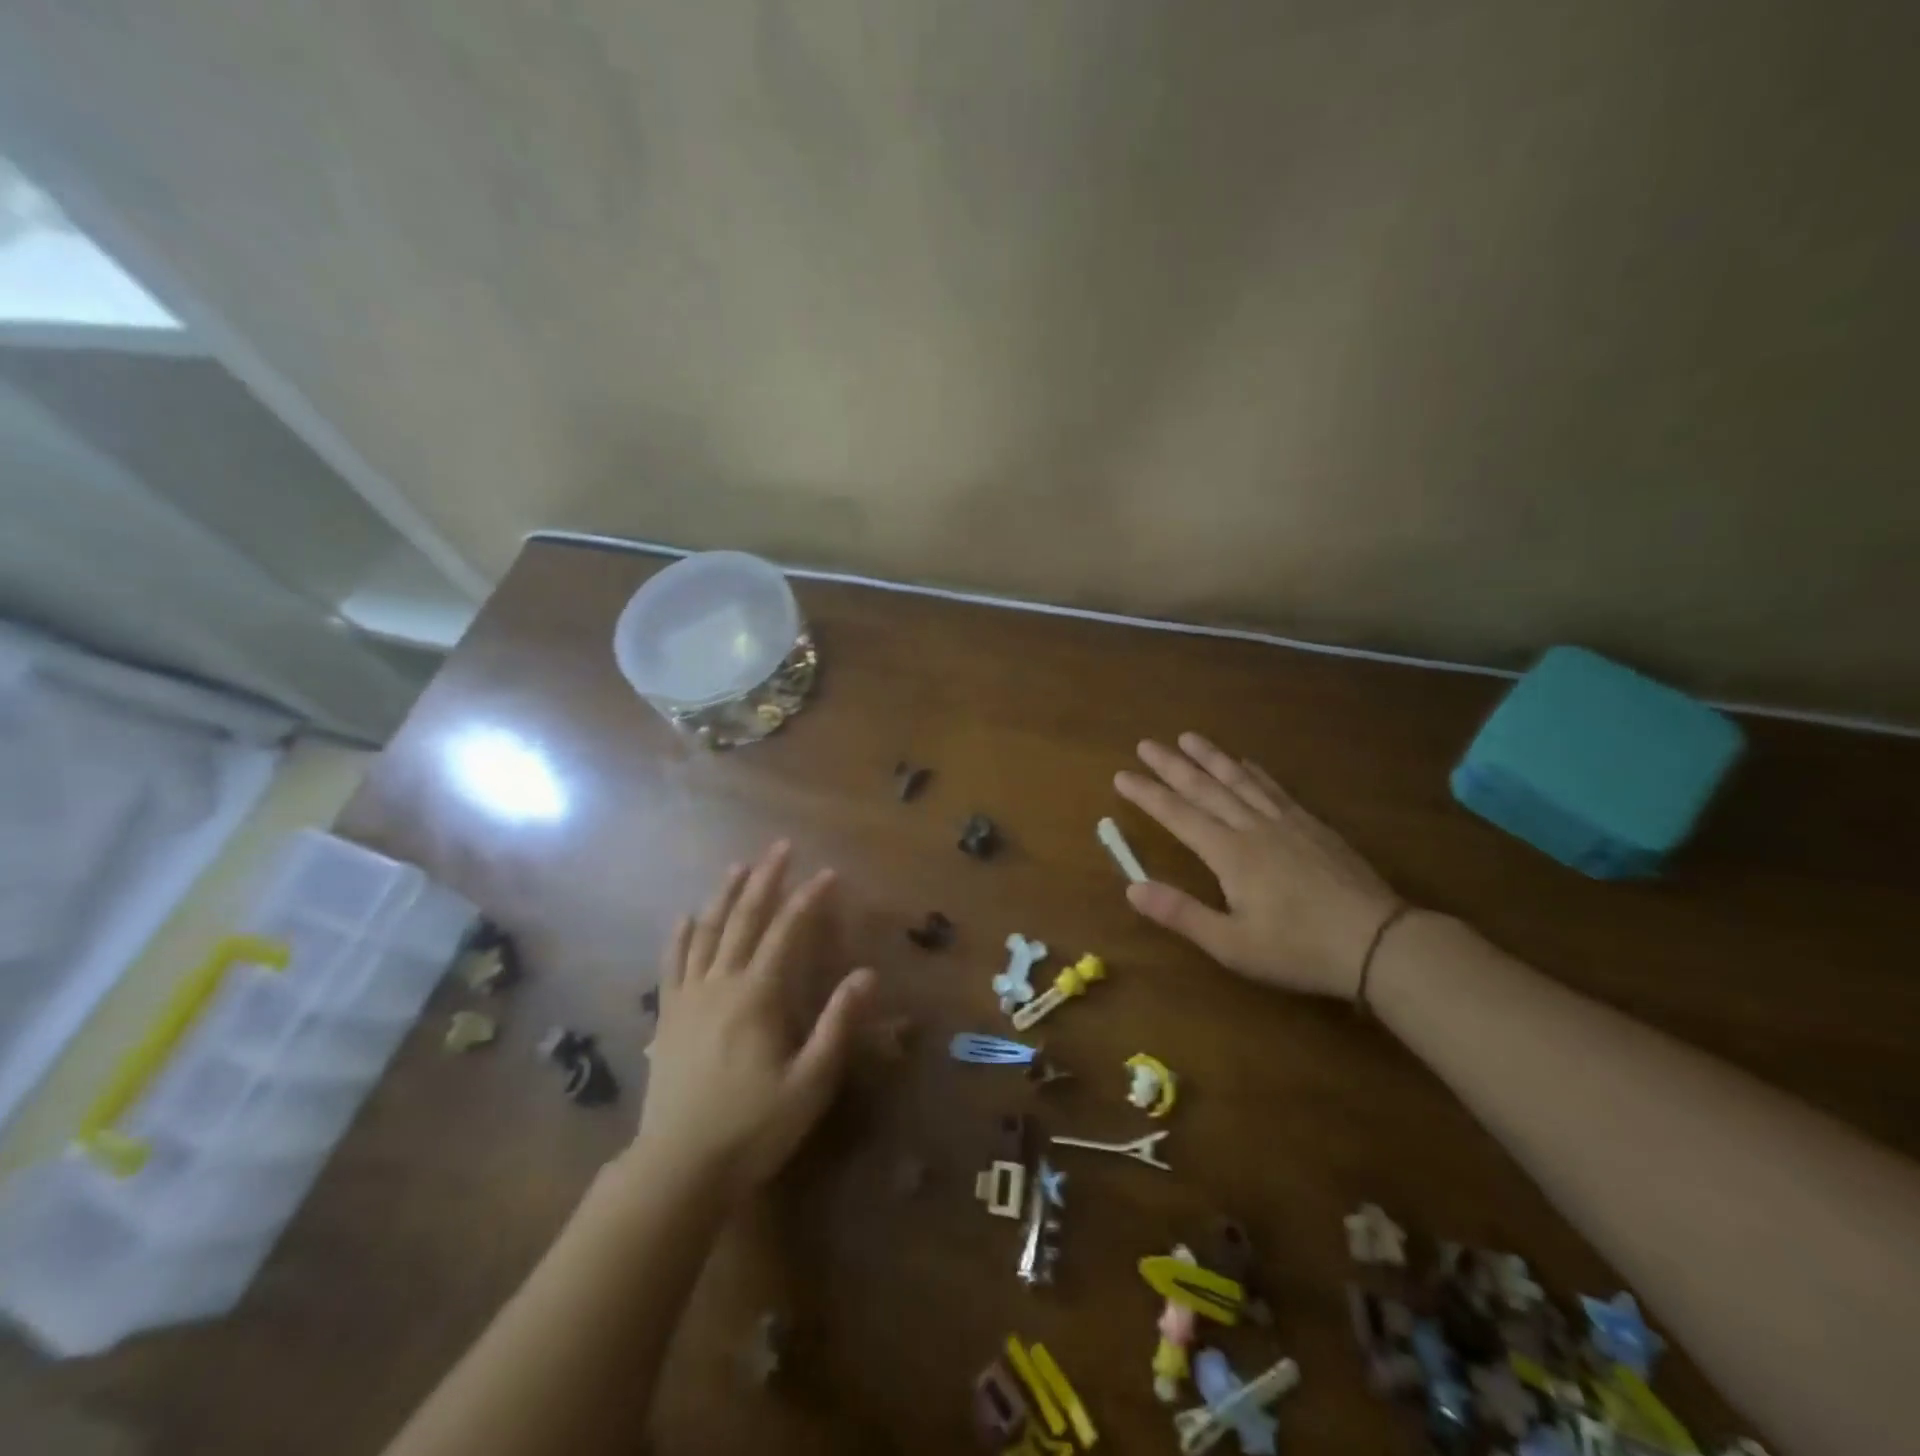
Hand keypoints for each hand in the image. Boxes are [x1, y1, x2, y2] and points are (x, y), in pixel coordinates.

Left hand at [635, 842, 874, 1199]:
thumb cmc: (753, 1127)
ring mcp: (689, 998)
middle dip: (765, 879)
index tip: (829, 874)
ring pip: (707, 932)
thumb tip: (867, 974)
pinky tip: (686, 918)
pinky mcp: (668, 1017)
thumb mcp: (810, 1082)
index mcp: (758, 995)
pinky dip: (680, 936)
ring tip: (738, 866)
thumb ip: (838, 1025)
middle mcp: (721, 983)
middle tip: (781, 848)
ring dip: (724, 896)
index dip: (809, 899)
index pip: (788, 932)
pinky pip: (672, 964)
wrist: (678, 1169)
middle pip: (744, 919)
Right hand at [1115, 733, 1403, 998]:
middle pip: (1205, 788)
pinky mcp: (1313, 827)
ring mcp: (1286, 823)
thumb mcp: (1232, 944)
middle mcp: (1253, 827)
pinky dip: (1254, 772)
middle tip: (1146, 744)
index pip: (1178, 815)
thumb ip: (1181, 913)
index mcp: (1229, 854)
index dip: (1148, 794)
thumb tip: (1131, 887)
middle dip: (1172, 765)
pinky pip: (1274, 789)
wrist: (1378, 942)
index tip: (1122, 775)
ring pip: (1239, 780)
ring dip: (1210, 757)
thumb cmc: (1299, 948)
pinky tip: (1246, 763)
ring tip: (1188, 737)